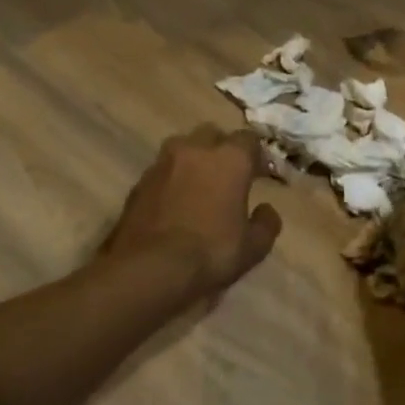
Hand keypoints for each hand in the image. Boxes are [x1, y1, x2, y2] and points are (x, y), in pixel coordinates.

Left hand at [103, 126, 282, 297]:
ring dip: (193, 160)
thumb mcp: (253, 247)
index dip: (256, 155)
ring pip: (182, 148)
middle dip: (222, 149)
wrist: (149, 269)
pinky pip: (162, 171)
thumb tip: (266, 210)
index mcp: (230, 159)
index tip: (259, 174)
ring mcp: (162, 164)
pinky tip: (174, 203)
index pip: (248, 139)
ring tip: (198, 185)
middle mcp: (195, 150)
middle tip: (228, 175)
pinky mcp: (138, 183)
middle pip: (212, 134)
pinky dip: (171, 180)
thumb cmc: (211, 252)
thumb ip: (266, 224)